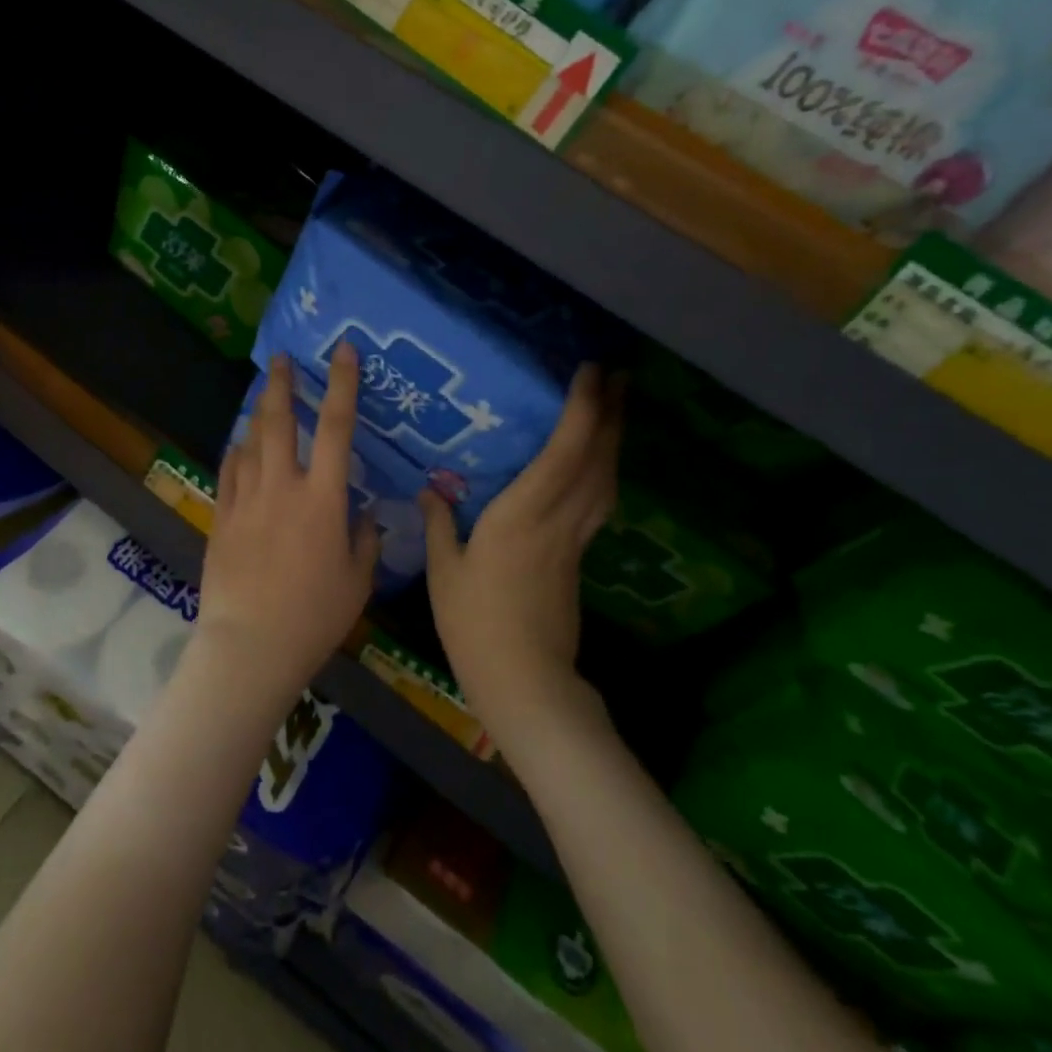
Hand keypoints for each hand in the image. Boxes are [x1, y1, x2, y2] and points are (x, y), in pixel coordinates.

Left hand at [193, 346, 380, 710]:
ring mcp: (246, 500)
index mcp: (324, 499)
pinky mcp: (221, 517)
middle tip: (281, 359)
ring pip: (250, 442)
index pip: (338, 427)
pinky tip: (240, 445)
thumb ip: (364, 541)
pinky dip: (237, 451)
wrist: (250, 645)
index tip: (343, 350)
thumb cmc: (313, 617)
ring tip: (263, 396)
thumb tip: (363, 516)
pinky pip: (229, 471)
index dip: (343, 384)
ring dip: (258, 414)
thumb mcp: (357, 581)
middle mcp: (283, 487)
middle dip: (282, 384)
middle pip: (280, 421)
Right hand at [422, 365, 622, 763]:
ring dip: (615, 439)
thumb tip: (431, 489)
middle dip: (612, 413)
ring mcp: (575, 540)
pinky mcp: (579, 558)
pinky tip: (599, 465)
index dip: (582, 409)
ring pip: (606, 480)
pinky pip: (599, 502)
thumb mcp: (443, 571)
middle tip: (620, 375)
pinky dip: (605, 472)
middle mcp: (557, 519)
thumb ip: (439, 523)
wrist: (523, 679)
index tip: (589, 372)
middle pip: (597, 459)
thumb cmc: (474, 623)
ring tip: (617, 408)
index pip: (563, 453)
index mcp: (522, 516)